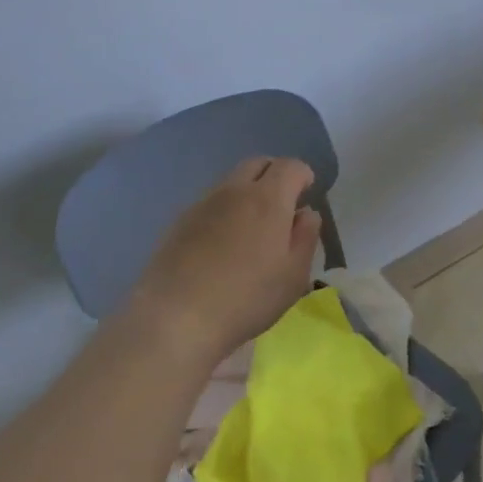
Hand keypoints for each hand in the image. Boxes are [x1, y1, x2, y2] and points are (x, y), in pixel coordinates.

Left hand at [128, 157, 322, 363]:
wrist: (175, 318)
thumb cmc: (246, 299)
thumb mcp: (294, 276)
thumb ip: (306, 237)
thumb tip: (306, 213)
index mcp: (268, 199)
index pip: (290, 166)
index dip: (303, 175)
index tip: (307, 194)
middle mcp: (234, 191)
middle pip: (257, 163)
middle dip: (274, 174)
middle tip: (282, 204)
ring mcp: (202, 204)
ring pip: (231, 181)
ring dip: (247, 191)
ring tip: (251, 227)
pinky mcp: (179, 222)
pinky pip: (210, 202)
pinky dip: (224, 210)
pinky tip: (222, 243)